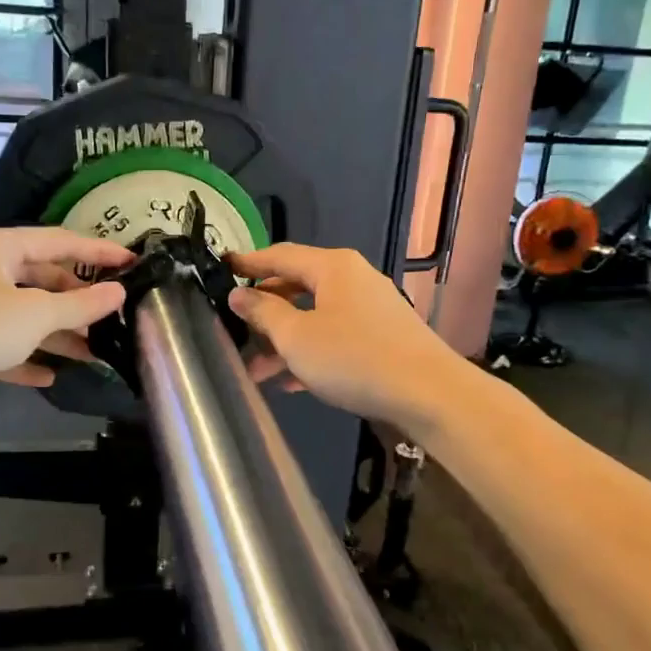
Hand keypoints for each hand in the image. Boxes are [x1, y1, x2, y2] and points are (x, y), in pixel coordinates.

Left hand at [0, 227, 133, 410]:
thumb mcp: (35, 315)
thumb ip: (81, 305)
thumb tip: (119, 292)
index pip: (60, 241)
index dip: (99, 252)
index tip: (132, 263)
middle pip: (41, 278)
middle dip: (76, 301)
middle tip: (112, 318)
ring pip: (23, 313)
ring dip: (56, 333)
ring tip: (93, 353)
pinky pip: (1, 342)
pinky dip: (25, 356)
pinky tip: (49, 376)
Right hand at [225, 244, 462, 432]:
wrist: (428, 394)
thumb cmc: (354, 358)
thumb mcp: (297, 337)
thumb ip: (264, 312)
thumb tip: (239, 294)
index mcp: (332, 267)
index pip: (280, 256)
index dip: (248, 263)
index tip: (221, 268)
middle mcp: (353, 280)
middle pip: (297, 287)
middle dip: (264, 314)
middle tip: (235, 330)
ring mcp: (371, 309)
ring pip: (315, 318)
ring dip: (284, 342)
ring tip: (256, 371)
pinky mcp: (382, 337)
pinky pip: (335, 337)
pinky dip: (311, 354)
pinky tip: (291, 383)